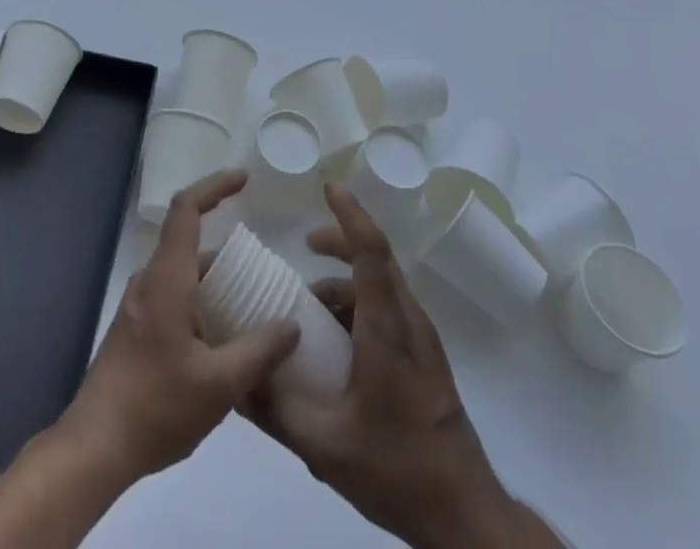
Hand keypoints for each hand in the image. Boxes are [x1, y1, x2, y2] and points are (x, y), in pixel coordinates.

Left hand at [56, 170, 299, 485]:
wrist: (94, 446)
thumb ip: (258, 351)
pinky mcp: (136, 328)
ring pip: (183, 274)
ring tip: (251, 310)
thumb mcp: (219, 386)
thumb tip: (291, 324)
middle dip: (228, 251)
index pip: (187, 209)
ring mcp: (139, 305)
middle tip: (264, 274)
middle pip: (189, 243)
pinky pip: (174, 297)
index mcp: (167, 279)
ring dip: (215, 282)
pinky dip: (201, 302)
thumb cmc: (156, 407)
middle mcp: (150, 281)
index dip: (215, 186)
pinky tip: (222, 341)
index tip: (244, 179)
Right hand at [241, 185, 562, 548]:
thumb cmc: (397, 468)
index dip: (350, 214)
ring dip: (348, 280)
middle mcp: (408, 321)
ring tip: (311, 307)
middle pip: (377, 258)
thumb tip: (235, 381)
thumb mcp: (324, 446)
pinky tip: (337, 343)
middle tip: (306, 245)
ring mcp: (422, 339)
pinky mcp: (425, 358)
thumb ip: (276, 411)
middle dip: (341, 240)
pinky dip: (360, 304)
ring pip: (383, 286)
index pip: (371, 250)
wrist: (464, 513)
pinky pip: (390, 309)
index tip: (328, 187)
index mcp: (386, 328)